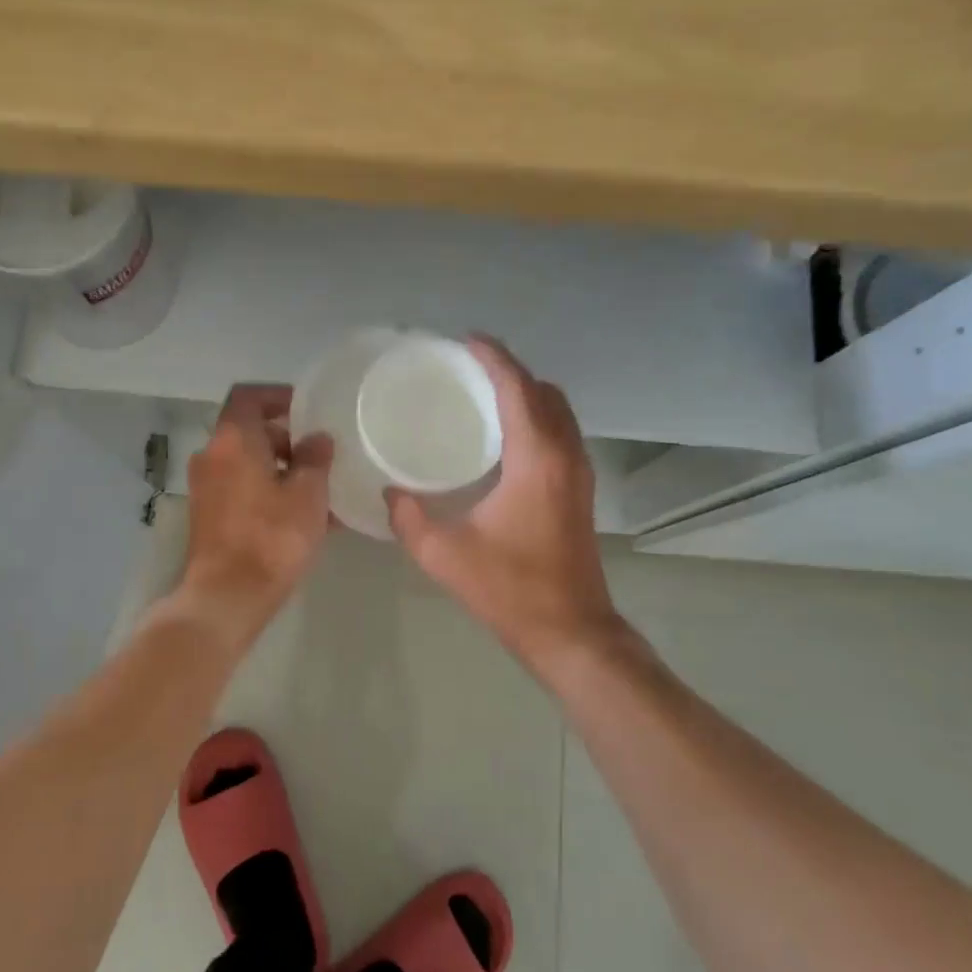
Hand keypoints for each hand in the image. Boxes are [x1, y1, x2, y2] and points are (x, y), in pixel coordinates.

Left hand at [180, 384, 334, 627]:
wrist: (228, 596)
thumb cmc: (272, 537)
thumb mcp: (308, 494)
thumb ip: (315, 458)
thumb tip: (317, 438)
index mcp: (233, 440)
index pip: (249, 396)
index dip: (278, 396)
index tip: (307, 409)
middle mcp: (212, 456)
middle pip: (248, 431)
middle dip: (285, 438)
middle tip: (319, 453)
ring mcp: (205, 487)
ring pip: (246, 463)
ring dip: (278, 467)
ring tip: (316, 487)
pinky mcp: (208, 515)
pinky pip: (240, 488)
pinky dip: (266, 490)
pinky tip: (299, 514)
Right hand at [387, 338, 621, 667]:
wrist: (571, 630)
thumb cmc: (510, 589)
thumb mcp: (445, 554)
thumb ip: (410, 518)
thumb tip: (391, 492)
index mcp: (537, 459)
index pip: (518, 388)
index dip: (494, 358)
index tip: (466, 340)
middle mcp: (565, 454)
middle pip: (545, 392)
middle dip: (511, 371)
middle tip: (469, 369)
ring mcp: (579, 473)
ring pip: (559, 412)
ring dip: (527, 394)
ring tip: (485, 395)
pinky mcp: (581, 491)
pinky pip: (561, 433)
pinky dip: (537, 418)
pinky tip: (505, 438)